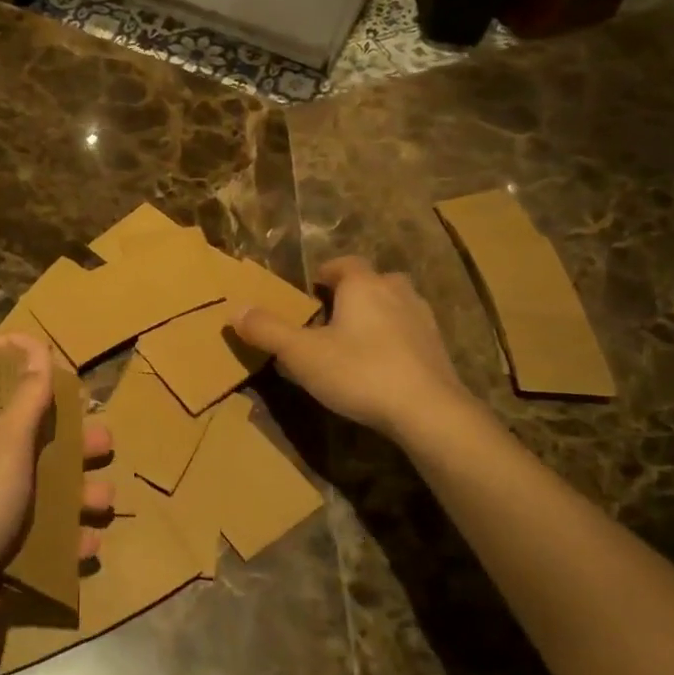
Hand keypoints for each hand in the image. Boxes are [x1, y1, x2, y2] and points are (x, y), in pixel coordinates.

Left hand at [0, 335, 111, 668]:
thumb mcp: (2, 451)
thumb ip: (26, 402)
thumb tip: (38, 350)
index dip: (8, 351)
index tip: (49, 351)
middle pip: (24, 429)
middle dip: (67, 433)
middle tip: (102, 440)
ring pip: (41, 483)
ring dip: (77, 490)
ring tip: (105, 500)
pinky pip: (41, 532)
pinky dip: (66, 537)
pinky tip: (87, 546)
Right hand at [234, 256, 463, 439]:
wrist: (428, 410)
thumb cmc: (359, 372)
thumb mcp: (302, 354)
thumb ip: (268, 331)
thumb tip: (235, 310)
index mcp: (363, 285)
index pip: (344, 263)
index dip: (326, 272)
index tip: (311, 288)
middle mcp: (396, 292)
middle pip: (374, 281)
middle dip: (354, 292)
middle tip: (332, 314)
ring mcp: (423, 320)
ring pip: (396, 305)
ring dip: (377, 314)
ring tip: (356, 339)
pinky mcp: (438, 349)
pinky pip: (410, 333)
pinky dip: (396, 339)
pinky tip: (382, 364)